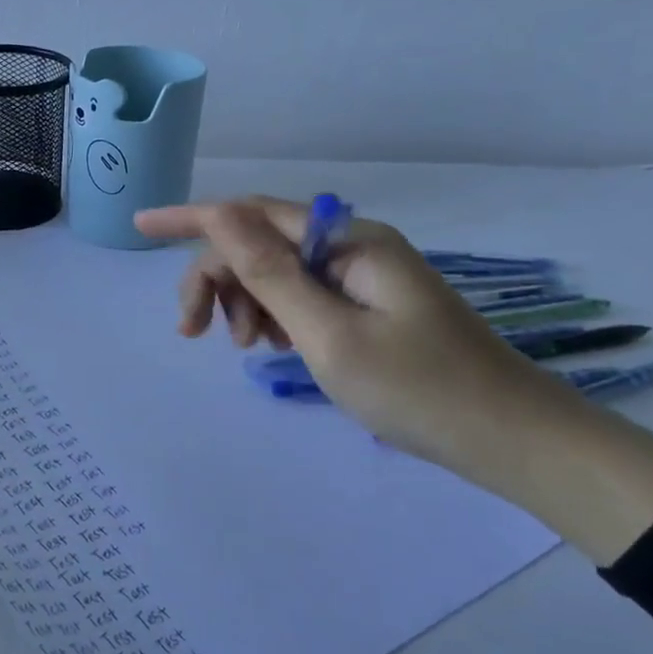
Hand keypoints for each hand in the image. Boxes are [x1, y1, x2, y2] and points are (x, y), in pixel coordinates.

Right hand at [134, 197, 652, 562]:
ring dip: (246, 302)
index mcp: (346, 241)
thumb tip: (218, 213)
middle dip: (218, 280)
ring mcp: (362, 275)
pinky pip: (302, 296)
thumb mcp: (328, 334)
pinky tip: (275, 347)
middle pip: (260, 245)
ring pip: (277, 273)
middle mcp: (351, 245)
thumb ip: (268, 273)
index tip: (139, 227)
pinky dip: (276, 317)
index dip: (191, 218)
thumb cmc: (419, 390)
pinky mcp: (368, 304)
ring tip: (246, 349)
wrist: (513, 440)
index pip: (251, 214)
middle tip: (194, 335)